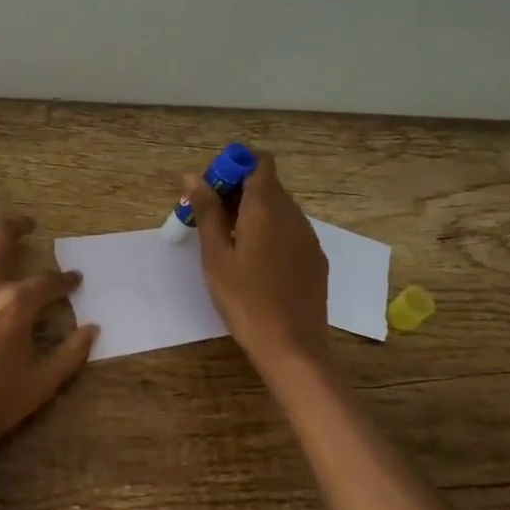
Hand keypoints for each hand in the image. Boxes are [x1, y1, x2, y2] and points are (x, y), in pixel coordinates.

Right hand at [185, 151, 330, 371]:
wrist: (292, 347)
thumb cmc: (245, 300)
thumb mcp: (216, 256)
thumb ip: (207, 212)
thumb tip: (194, 176)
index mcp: (267, 208)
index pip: (259, 162)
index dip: (234, 166)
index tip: (211, 190)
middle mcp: (293, 215)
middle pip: (267, 184)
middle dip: (237, 191)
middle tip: (209, 220)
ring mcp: (308, 237)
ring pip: (279, 208)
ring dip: (252, 212)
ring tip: (228, 244)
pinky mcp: (315, 258)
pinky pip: (289, 230)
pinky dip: (269, 231)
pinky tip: (254, 263)